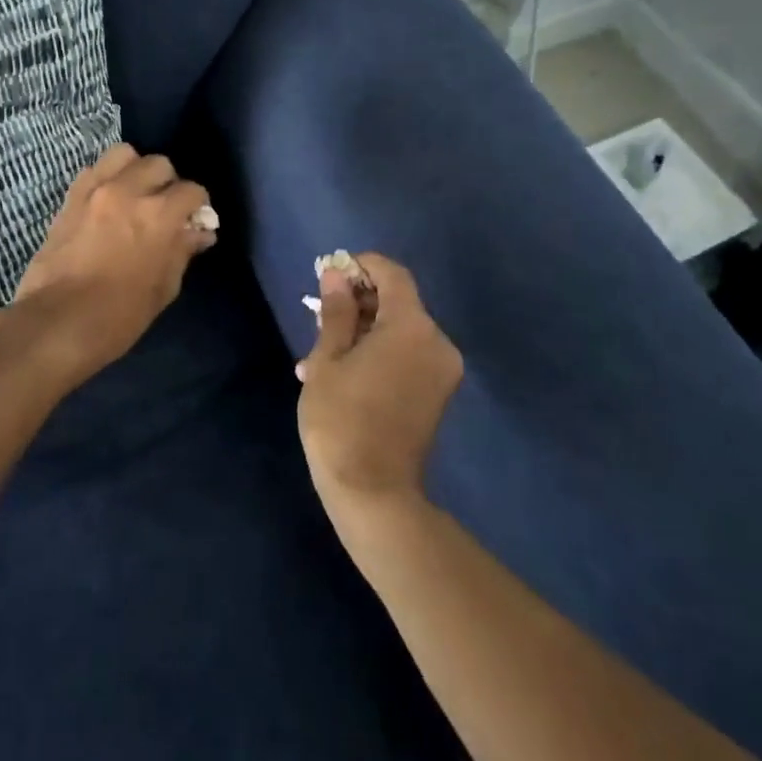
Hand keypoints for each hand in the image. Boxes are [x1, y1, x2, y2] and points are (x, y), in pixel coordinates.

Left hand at [8, 144, 216, 381]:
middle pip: (160, 164)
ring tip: (134, 193)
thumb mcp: (164, 288)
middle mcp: (129, 191)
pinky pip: (94, 169)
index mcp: (159, 215)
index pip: (192, 190)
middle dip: (168, 183)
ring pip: (125, 154)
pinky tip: (106, 200)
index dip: (197, 206)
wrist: (58, 322)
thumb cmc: (120, 315)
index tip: (193, 220)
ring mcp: (96, 189)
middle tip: (163, 207)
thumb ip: (182, 251)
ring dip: (135, 169)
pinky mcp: (70, 197)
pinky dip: (106, 178)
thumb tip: (199, 233)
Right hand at [296, 254, 462, 516]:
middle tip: (319, 316)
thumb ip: (336, 311)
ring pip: (400, 331)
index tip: (331, 273)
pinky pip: (408, 356)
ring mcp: (442, 370)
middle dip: (359, 302)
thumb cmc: (342, 419)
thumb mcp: (328, 359)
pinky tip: (343, 373)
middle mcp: (436, 341)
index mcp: (411, 326)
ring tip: (320, 355)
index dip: (362, 266)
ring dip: (364, 332)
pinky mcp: (438, 394)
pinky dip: (379, 353)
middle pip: (398, 302)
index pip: (392, 274)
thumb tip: (336, 274)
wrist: (374, 495)